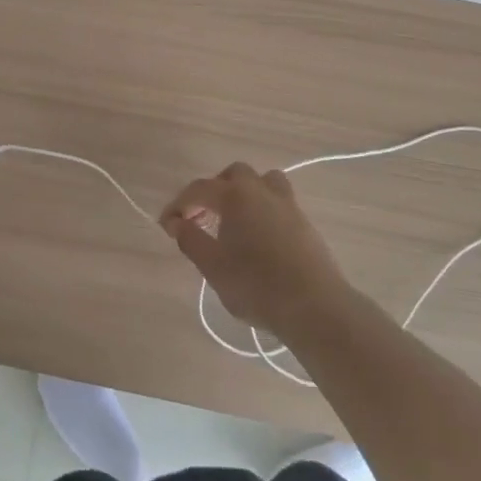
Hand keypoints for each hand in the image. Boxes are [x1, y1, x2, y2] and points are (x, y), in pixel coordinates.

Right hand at [160, 163, 351, 337]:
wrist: (314, 306)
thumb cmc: (256, 285)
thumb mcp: (213, 267)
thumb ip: (191, 240)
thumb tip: (177, 223)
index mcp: (235, 195)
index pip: (199, 189)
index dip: (179, 205)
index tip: (167, 225)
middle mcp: (261, 190)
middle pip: (233, 175)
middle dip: (213, 191)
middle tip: (201, 218)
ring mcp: (286, 204)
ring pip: (262, 181)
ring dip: (244, 193)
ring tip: (234, 219)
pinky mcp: (304, 222)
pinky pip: (277, 201)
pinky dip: (262, 209)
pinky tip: (258, 236)